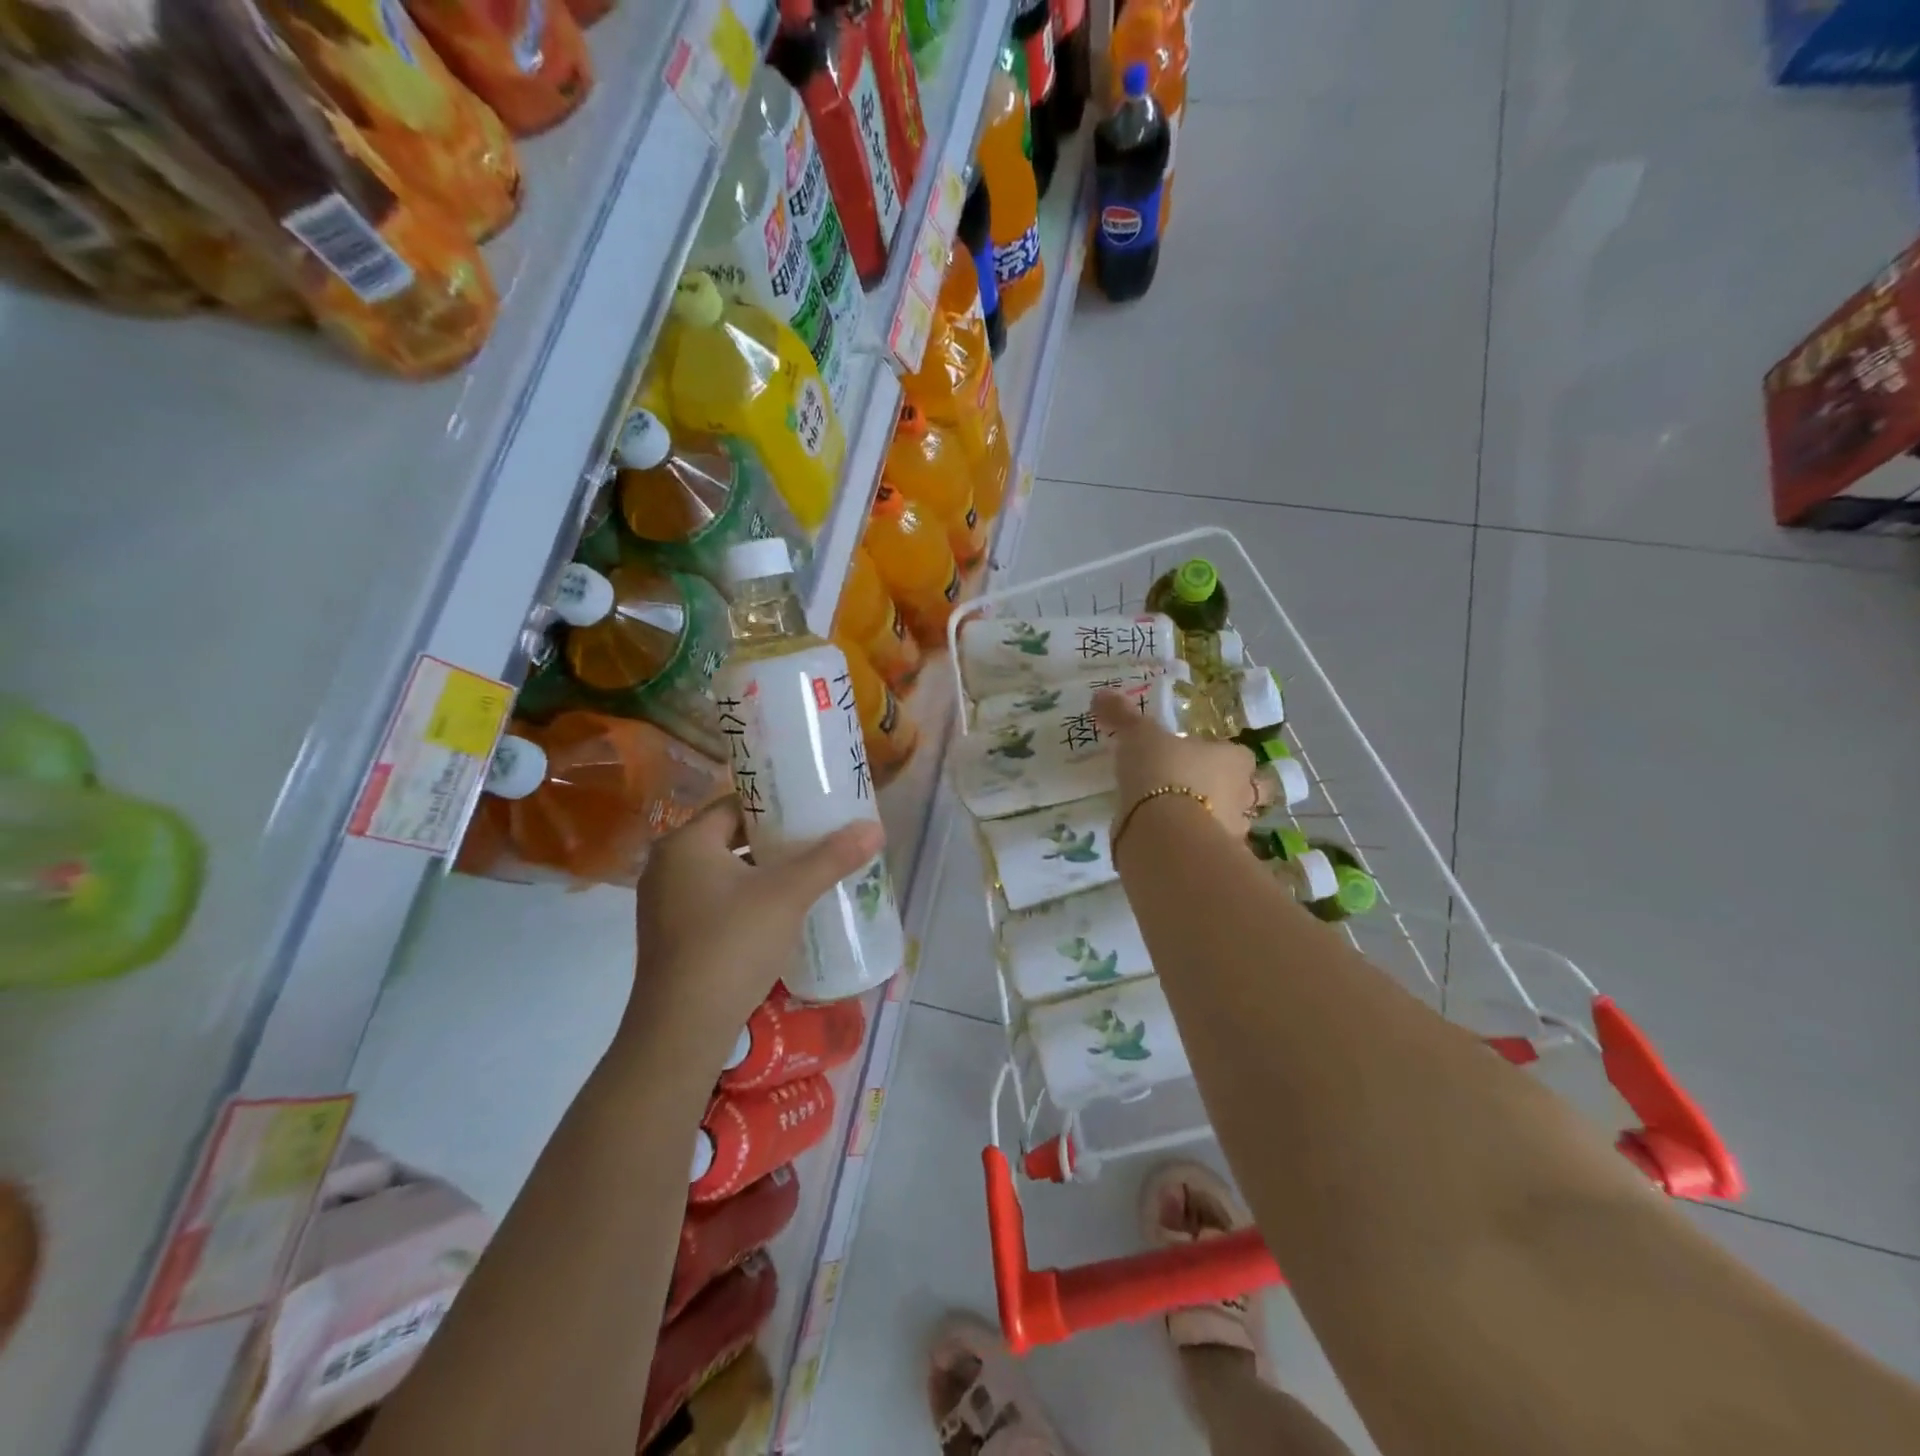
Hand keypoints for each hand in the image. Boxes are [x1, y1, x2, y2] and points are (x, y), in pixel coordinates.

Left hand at [624, 798, 884, 1059]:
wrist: (682, 1030)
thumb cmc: (731, 945)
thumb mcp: (787, 895)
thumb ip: (831, 858)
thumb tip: (874, 827)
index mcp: (685, 843)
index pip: (736, 804)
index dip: (777, 803)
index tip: (813, 808)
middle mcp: (667, 867)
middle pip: (731, 838)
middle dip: (776, 840)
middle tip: (819, 840)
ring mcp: (665, 904)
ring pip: (724, 872)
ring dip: (763, 872)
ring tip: (808, 874)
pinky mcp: (672, 937)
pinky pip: (716, 901)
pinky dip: (747, 899)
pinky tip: (781, 913)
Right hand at [1092, 689, 1263, 837]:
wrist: (1163, 833)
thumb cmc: (1163, 772)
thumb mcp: (1138, 736)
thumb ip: (1123, 717)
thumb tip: (1101, 695)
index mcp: (1233, 760)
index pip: (1240, 756)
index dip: (1225, 757)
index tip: (1201, 758)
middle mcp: (1242, 795)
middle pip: (1247, 792)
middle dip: (1229, 792)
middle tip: (1199, 791)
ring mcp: (1232, 831)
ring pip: (1229, 823)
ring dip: (1211, 821)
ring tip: (1179, 820)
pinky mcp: (1212, 860)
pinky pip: (1204, 849)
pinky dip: (1191, 845)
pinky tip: (1170, 842)